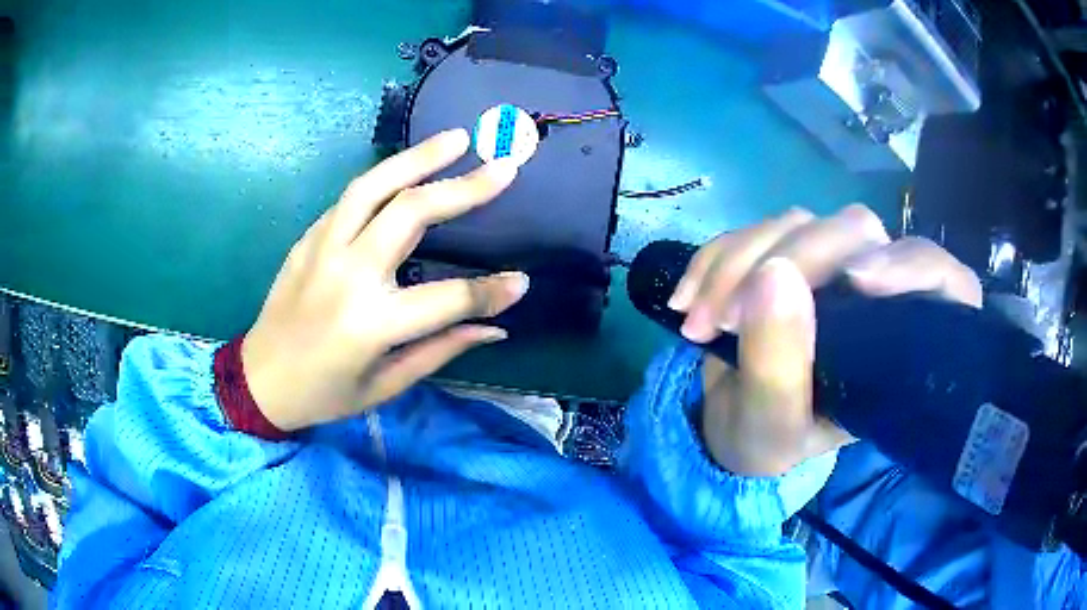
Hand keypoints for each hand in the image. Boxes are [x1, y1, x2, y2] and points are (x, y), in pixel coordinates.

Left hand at [242, 129, 528, 431]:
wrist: (260, 380)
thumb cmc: (325, 394)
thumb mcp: (386, 384)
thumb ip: (441, 349)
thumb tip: (494, 327)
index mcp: (370, 324)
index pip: (447, 299)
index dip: (490, 291)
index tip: (521, 281)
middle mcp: (346, 275)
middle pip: (410, 214)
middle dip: (463, 188)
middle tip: (502, 166)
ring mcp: (322, 249)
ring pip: (373, 187)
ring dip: (418, 157)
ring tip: (456, 138)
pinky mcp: (308, 239)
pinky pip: (350, 199)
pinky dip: (385, 178)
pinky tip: (409, 168)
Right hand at [669, 205, 982, 475]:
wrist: (731, 423)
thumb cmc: (769, 440)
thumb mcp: (774, 425)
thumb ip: (779, 366)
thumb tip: (774, 275)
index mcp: (900, 342)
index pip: (940, 280)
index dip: (912, 267)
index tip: (859, 283)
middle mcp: (875, 291)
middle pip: (856, 232)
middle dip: (789, 265)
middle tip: (727, 321)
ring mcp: (829, 263)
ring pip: (798, 223)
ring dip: (737, 263)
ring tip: (698, 324)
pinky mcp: (786, 251)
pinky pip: (754, 228)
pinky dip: (714, 257)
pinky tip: (686, 299)